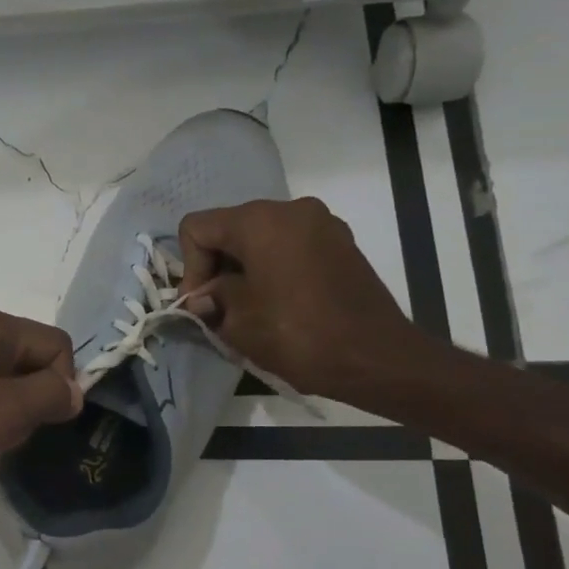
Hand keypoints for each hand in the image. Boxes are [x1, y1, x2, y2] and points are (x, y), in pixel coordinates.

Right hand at [178, 197, 423, 400]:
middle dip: (217, 267)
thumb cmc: (298, 335)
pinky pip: (291, 246)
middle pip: (230, 229)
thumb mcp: (238, 321)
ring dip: (245, 268)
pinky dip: (274, 268)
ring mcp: (322, 224)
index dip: (189, 267)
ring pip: (261, 238)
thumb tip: (203, 298)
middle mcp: (290, 209)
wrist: (378, 359)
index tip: (202, 304)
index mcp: (259, 221)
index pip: (197, 228)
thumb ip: (211, 299)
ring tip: (249, 308)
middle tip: (218, 308)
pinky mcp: (341, 244)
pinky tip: (279, 303)